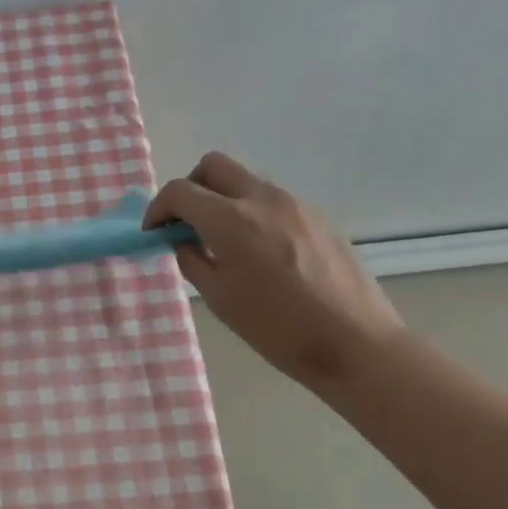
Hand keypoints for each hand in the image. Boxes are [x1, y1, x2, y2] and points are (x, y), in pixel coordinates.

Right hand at [145, 153, 401, 386]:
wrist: (354, 342)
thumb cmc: (276, 328)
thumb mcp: (219, 298)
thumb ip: (192, 260)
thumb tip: (182, 241)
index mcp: (230, 219)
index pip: (180, 191)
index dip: (158, 209)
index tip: (153, 233)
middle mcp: (262, 199)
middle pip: (213, 166)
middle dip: (190, 188)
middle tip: (185, 224)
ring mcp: (296, 204)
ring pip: (246, 181)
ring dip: (223, 200)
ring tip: (222, 243)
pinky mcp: (319, 218)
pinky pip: (273, 201)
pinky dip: (252, 213)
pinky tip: (259, 253)